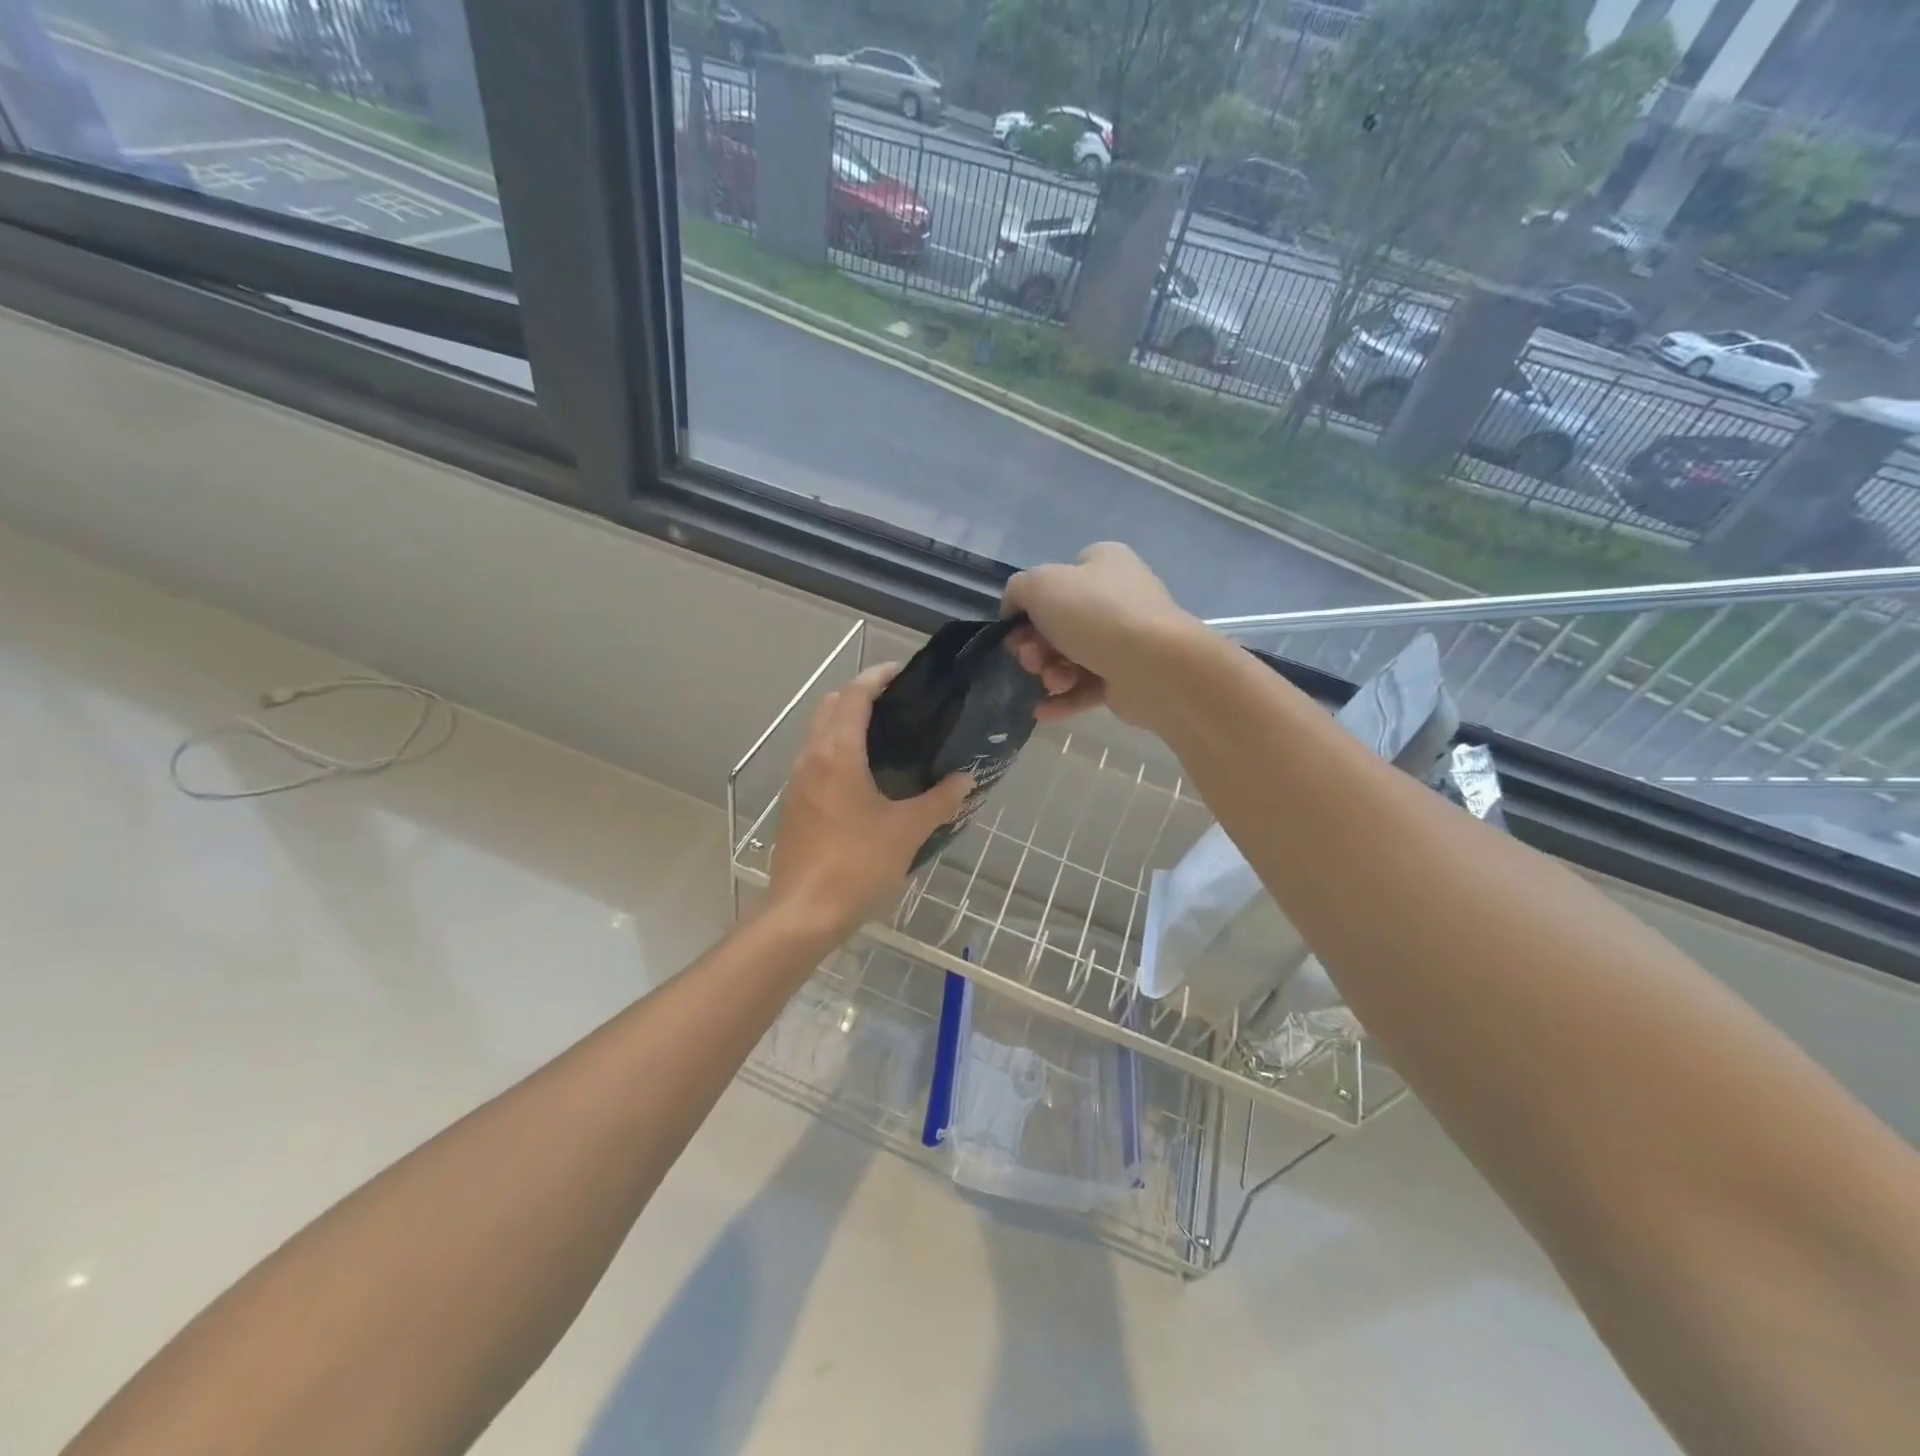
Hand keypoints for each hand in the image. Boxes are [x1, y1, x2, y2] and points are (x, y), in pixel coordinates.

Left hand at [767, 664, 972, 937]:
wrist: (803, 913)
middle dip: (858, 695)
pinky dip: (836, 750)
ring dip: (845, 723)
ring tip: (885, 737)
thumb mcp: (907, 831)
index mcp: (837, 753)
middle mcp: (811, 758)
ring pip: (818, 733)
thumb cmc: (857, 864)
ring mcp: (796, 782)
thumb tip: (967, 778)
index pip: (854, 695)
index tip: (903, 673)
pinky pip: (814, 760)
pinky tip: (864, 777)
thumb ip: (940, 800)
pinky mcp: (793, 805)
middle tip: (897, 704)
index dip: (877, 677)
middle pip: (829, 706)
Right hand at [1002, 543, 1201, 724]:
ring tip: (1050, 681)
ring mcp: (1125, 640)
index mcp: (1103, 563)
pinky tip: (1042, 711)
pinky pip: (1086, 688)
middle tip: (1028, 658)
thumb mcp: (1040, 585)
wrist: (1154, 666)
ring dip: (1049, 672)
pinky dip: (1063, 698)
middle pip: (1059, 623)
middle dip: (1035, 644)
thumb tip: (1015, 609)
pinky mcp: (1127, 678)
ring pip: (1071, 657)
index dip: (1031, 603)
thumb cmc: (1096, 615)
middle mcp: (1117, 597)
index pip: (1058, 578)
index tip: (1014, 626)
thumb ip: (1018, 590)